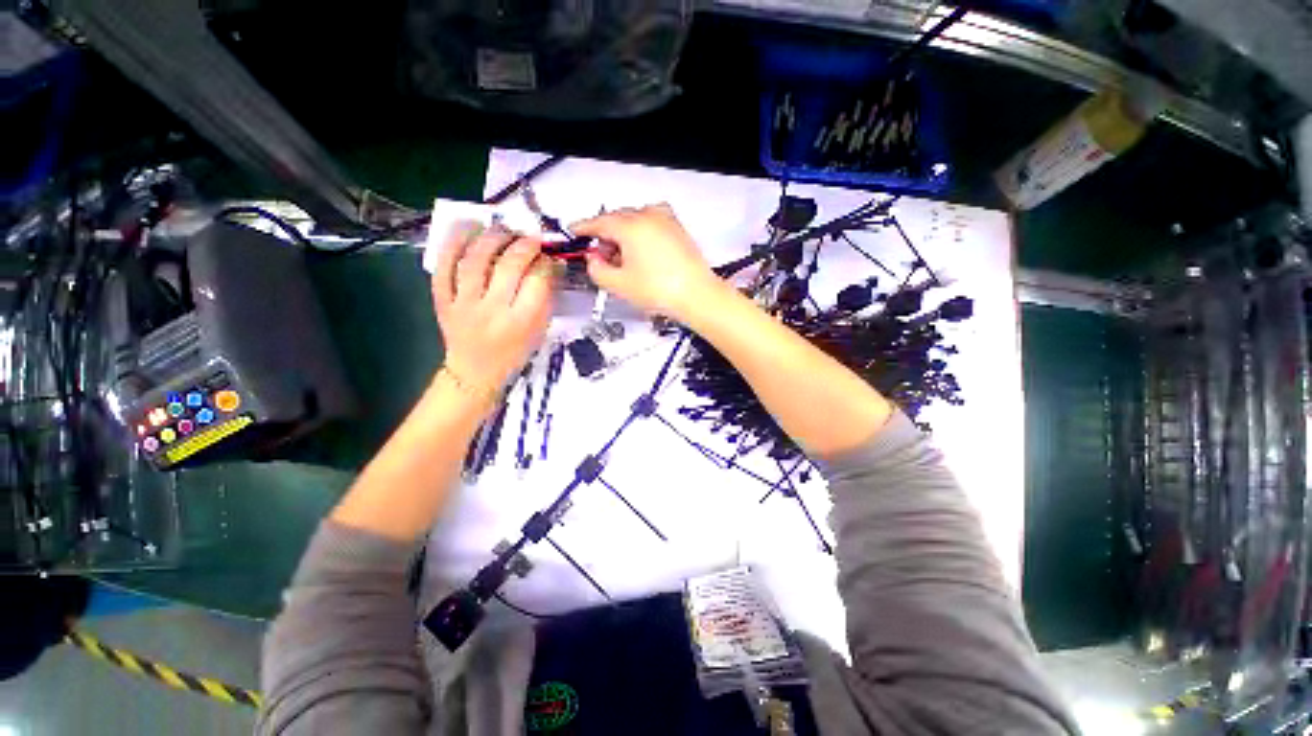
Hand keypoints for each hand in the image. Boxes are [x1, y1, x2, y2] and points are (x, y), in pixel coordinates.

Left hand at [430, 222, 554, 391]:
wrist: (475, 371)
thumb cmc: (514, 352)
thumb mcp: (539, 330)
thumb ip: (545, 298)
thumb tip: (549, 263)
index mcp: (521, 321)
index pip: (537, 280)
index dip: (545, 262)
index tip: (548, 255)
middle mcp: (492, 310)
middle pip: (509, 264)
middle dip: (524, 244)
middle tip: (530, 238)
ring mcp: (463, 303)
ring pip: (475, 259)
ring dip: (492, 237)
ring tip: (503, 228)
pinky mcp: (442, 299)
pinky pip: (444, 265)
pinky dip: (454, 242)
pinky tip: (467, 227)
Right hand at [571, 204, 723, 320]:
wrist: (697, 296)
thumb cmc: (662, 290)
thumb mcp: (619, 285)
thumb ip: (597, 270)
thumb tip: (593, 261)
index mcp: (630, 226)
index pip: (598, 222)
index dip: (583, 228)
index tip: (574, 231)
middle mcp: (648, 216)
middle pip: (617, 220)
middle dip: (605, 237)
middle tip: (601, 258)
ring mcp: (666, 220)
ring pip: (634, 221)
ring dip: (623, 236)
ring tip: (624, 262)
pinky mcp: (677, 229)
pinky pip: (651, 224)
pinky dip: (641, 234)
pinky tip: (642, 254)